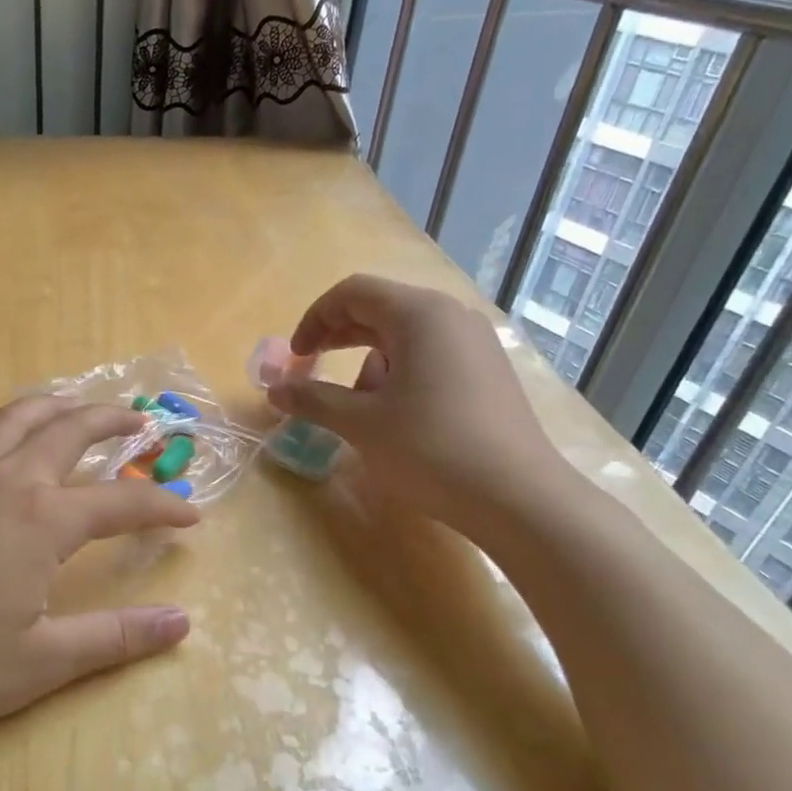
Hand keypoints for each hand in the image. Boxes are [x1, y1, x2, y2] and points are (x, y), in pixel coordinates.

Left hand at [0, 396, 199, 742]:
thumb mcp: (41, 660)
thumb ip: (116, 638)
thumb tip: (182, 623)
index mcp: (42, 519)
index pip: (120, 502)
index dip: (161, 507)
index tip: (191, 516)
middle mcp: (6, 482)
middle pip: (68, 430)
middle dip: (111, 421)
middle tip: (140, 422)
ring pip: (15, 419)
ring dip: (55, 405)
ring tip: (75, 404)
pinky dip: (7, 428)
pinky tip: (4, 449)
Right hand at [269, 275, 571, 531]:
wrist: (518, 498)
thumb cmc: (430, 450)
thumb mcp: (361, 424)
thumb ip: (312, 399)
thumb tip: (274, 389)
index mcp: (420, 314)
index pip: (353, 292)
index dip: (315, 319)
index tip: (297, 358)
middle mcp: (452, 316)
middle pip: (380, 309)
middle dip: (339, 338)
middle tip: (312, 371)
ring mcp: (476, 344)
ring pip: (405, 336)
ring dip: (369, 362)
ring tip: (359, 408)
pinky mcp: (489, 372)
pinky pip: (431, 356)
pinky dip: (400, 374)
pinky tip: (397, 417)